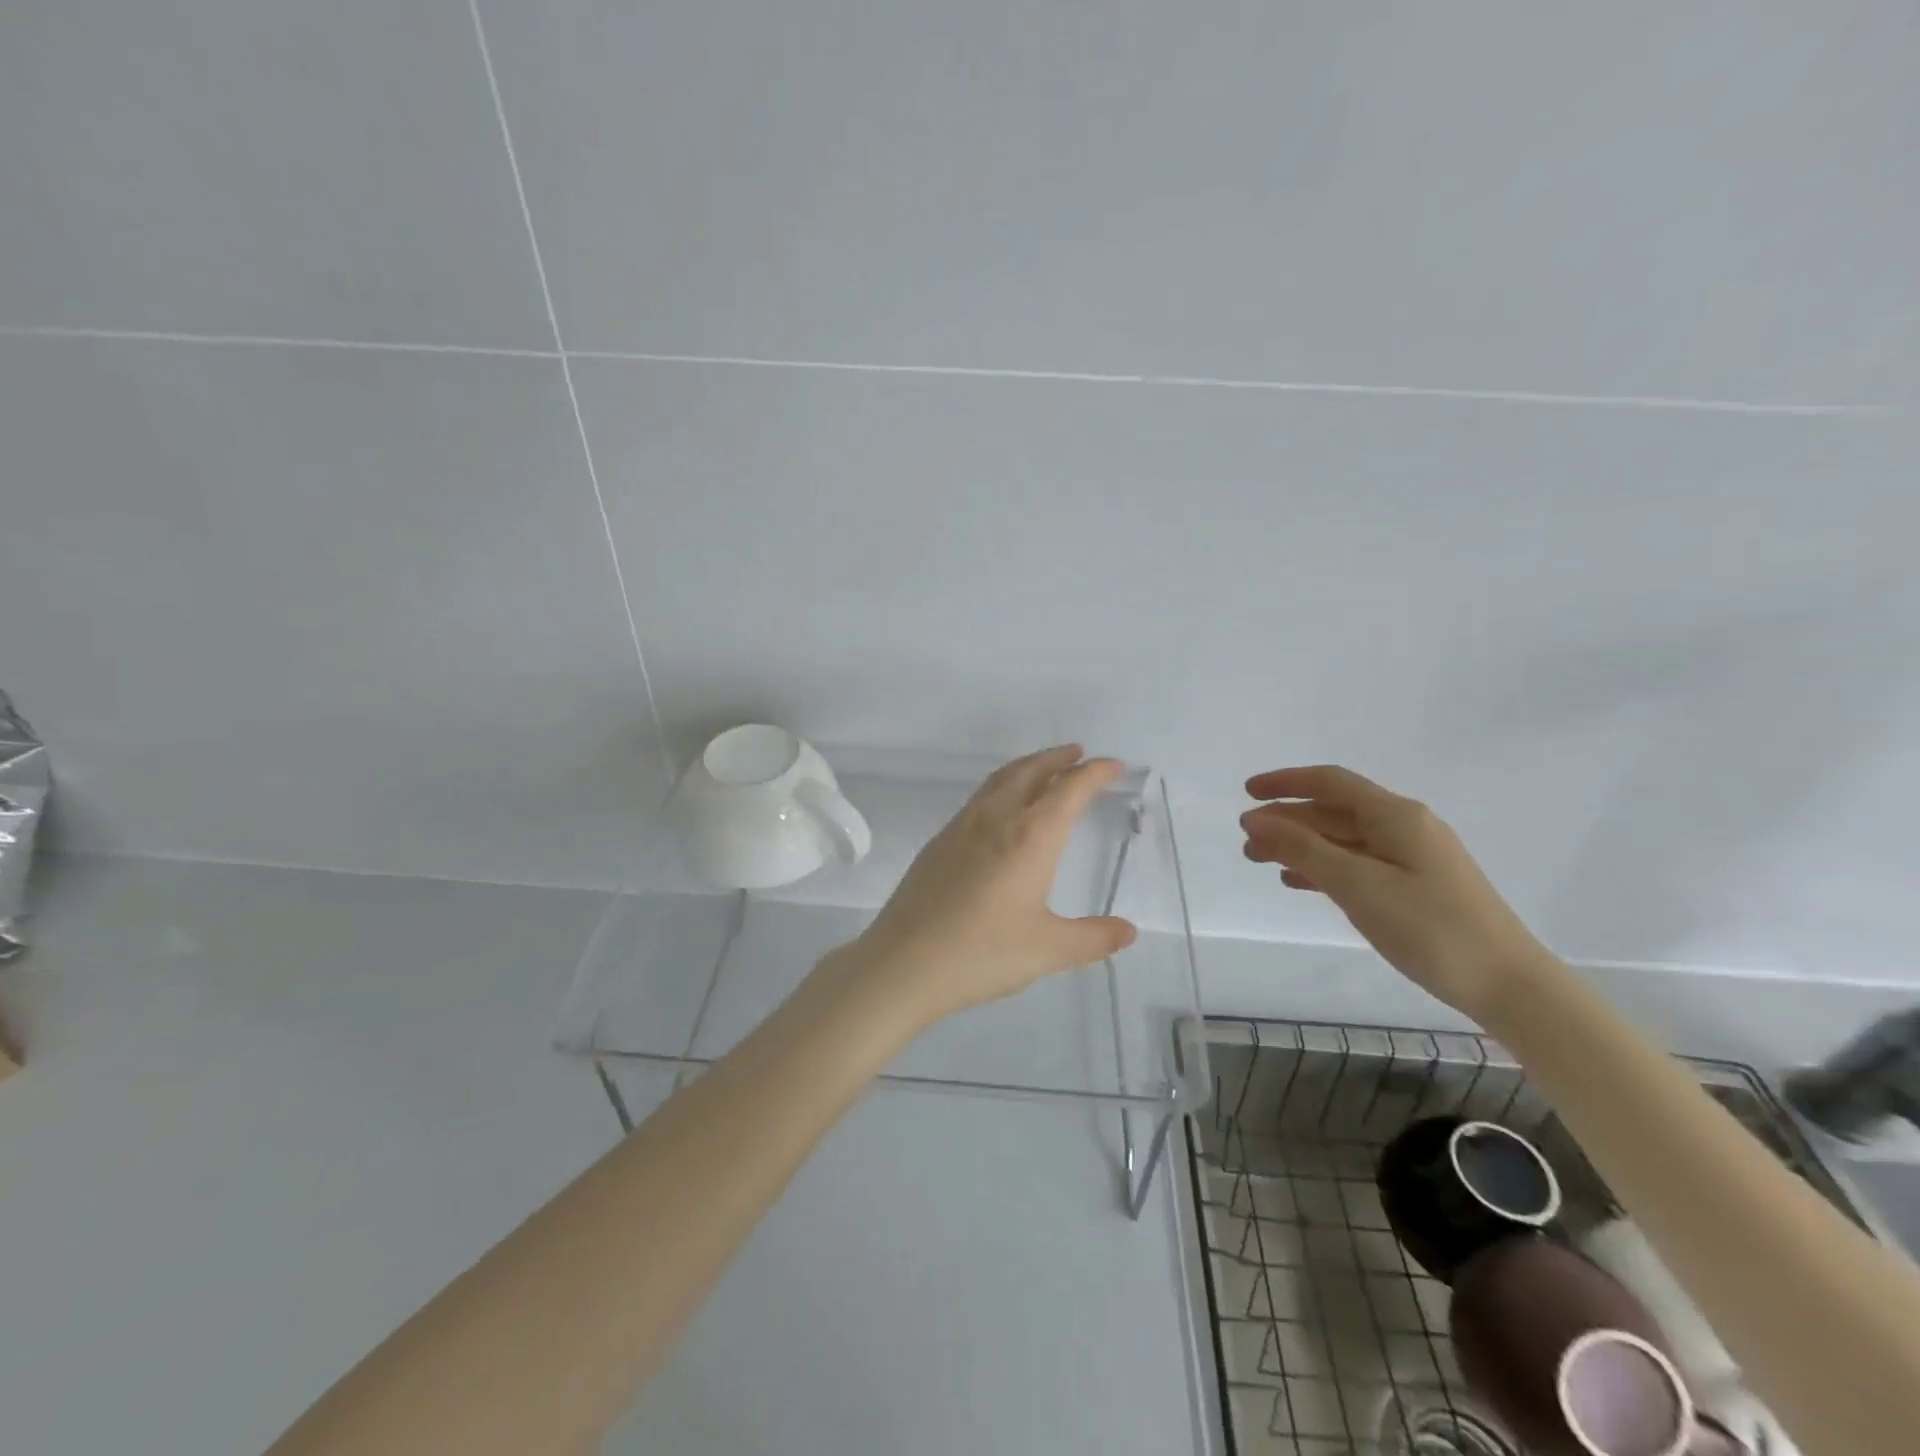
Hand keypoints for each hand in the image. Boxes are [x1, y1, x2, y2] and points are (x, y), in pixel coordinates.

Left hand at [843, 745, 1138, 1027]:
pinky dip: (1000, 788)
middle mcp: (996, 819)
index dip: (1093, 773)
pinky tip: (1000, 811)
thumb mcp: (1048, 949)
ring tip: (1043, 771)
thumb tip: (1128, 931)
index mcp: (1030, 836)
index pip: (1069, 789)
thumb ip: (1092, 938)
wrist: (903, 962)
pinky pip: (978, 799)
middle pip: (1030, 771)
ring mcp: (961, 827)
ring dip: (1026, 767)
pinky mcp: (938, 842)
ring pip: (999, 780)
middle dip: (1057, 758)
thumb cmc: (983, 953)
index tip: (1111, 765)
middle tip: (1077, 754)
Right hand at [1240, 765, 1547, 1019]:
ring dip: (1300, 845)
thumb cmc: (1430, 928)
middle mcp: (1405, 827)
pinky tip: (1299, 882)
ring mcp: (1413, 857)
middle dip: (1287, 820)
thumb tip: (1257, 820)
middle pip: (1334, 811)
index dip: (1285, 782)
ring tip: (1260, 861)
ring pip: (1343, 839)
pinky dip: (1323, 867)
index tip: (1246, 792)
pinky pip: (1358, 864)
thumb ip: (1303, 849)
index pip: (1330, 782)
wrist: (1509, 985)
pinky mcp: (1417, 886)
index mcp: (1395, 816)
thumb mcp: (1358, 886)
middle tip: (1247, 841)